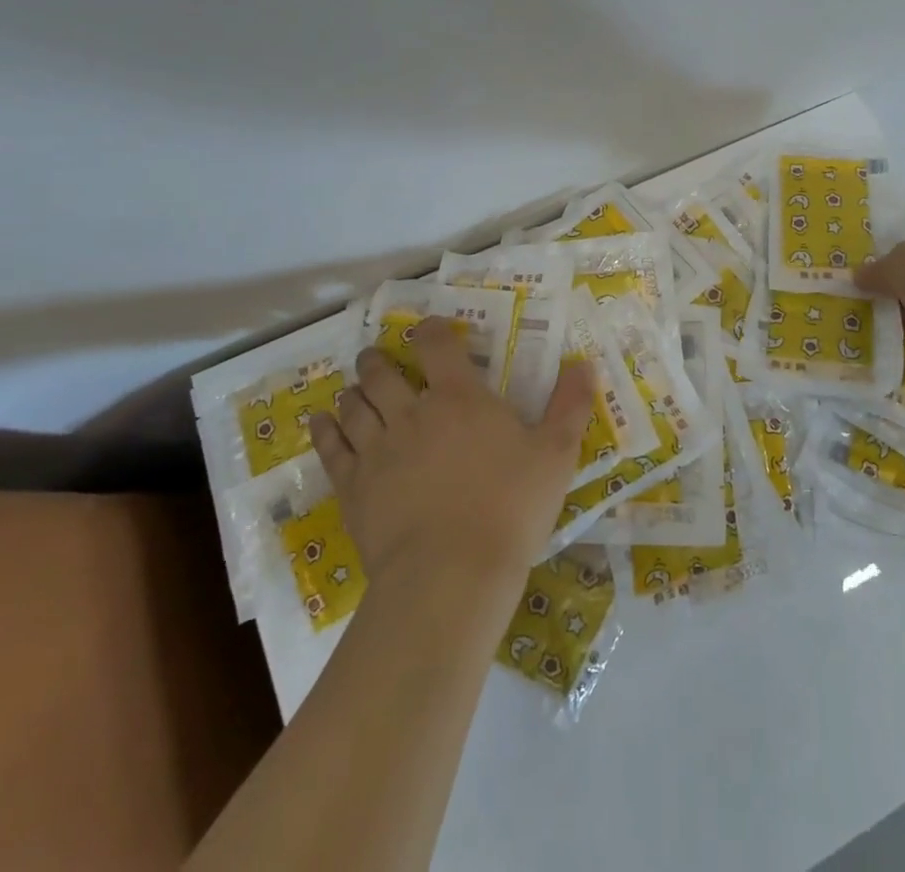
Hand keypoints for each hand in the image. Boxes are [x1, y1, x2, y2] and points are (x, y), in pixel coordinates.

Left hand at [311, 317, 594, 603]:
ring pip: (354, 405)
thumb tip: (585, 363)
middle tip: (378, 357)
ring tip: (355, 388)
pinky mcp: (353, 486)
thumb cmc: (510, 508)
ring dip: (354, 390)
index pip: (436, 344)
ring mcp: (376, 449)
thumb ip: (570, 405)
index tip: (429, 331)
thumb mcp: (555, 455)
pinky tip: (319, 420)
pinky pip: (330, 447)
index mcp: (459, 397)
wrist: (451, 574)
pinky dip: (323, 429)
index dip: (430, 331)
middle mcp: (411, 412)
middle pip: (381, 371)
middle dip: (377, 359)